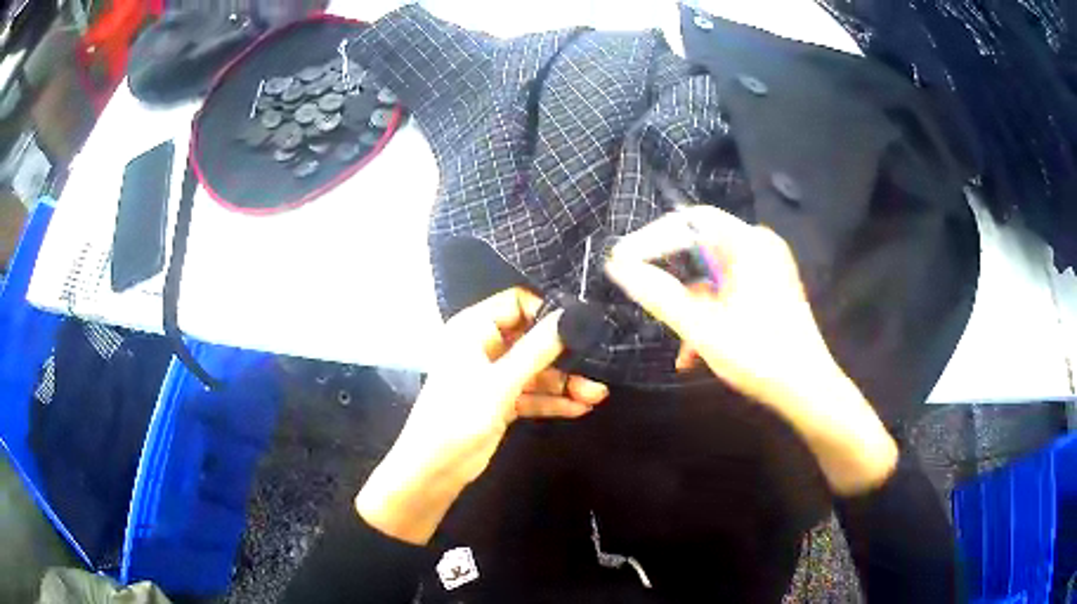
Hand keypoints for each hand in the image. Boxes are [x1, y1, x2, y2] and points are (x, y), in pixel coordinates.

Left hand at [357, 288, 608, 543]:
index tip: (579, 324)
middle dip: (564, 355)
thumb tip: (570, 316)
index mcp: (473, 329)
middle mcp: (484, 347)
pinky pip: (532, 394)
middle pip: (531, 339)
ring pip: (536, 370)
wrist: (435, 469)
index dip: (546, 311)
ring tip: (597, 394)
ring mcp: (493, 376)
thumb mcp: (501, 382)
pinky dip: (553, 400)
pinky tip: (581, 407)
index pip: (516, 302)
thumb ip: (537, 349)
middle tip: (598, 364)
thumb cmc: (459, 416)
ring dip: (565, 382)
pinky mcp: (500, 401)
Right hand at [605, 205, 896, 494]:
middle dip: (668, 270)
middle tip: (637, 286)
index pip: (690, 222)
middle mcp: (760, 245)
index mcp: (749, 243)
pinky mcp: (769, 288)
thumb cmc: (758, 356)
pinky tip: (694, 350)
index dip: (651, 238)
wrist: (808, 391)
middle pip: (700, 243)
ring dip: (688, 302)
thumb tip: (619, 266)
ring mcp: (767, 267)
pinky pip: (728, 289)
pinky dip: (709, 312)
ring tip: (673, 338)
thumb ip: (659, 294)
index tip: (620, 261)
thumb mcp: (702, 327)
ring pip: (712, 272)